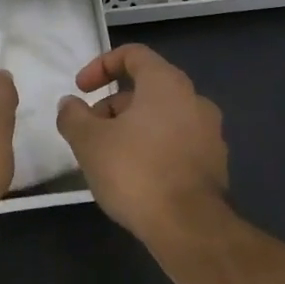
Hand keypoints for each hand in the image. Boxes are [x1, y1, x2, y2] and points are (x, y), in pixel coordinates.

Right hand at [55, 43, 227, 247]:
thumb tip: (70, 104)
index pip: (133, 54)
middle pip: (146, 88)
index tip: (81, 89)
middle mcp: (195, 100)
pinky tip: (134, 176)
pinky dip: (152, 148)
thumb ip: (73, 115)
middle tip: (89, 130)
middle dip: (112, 105)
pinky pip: (176, 143)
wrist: (190, 229)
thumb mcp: (88, 141)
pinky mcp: (214, 165)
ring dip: (131, 128)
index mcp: (167, 84)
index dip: (101, 65)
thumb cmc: (135, 171)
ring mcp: (210, 134)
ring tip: (107, 157)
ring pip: (161, 117)